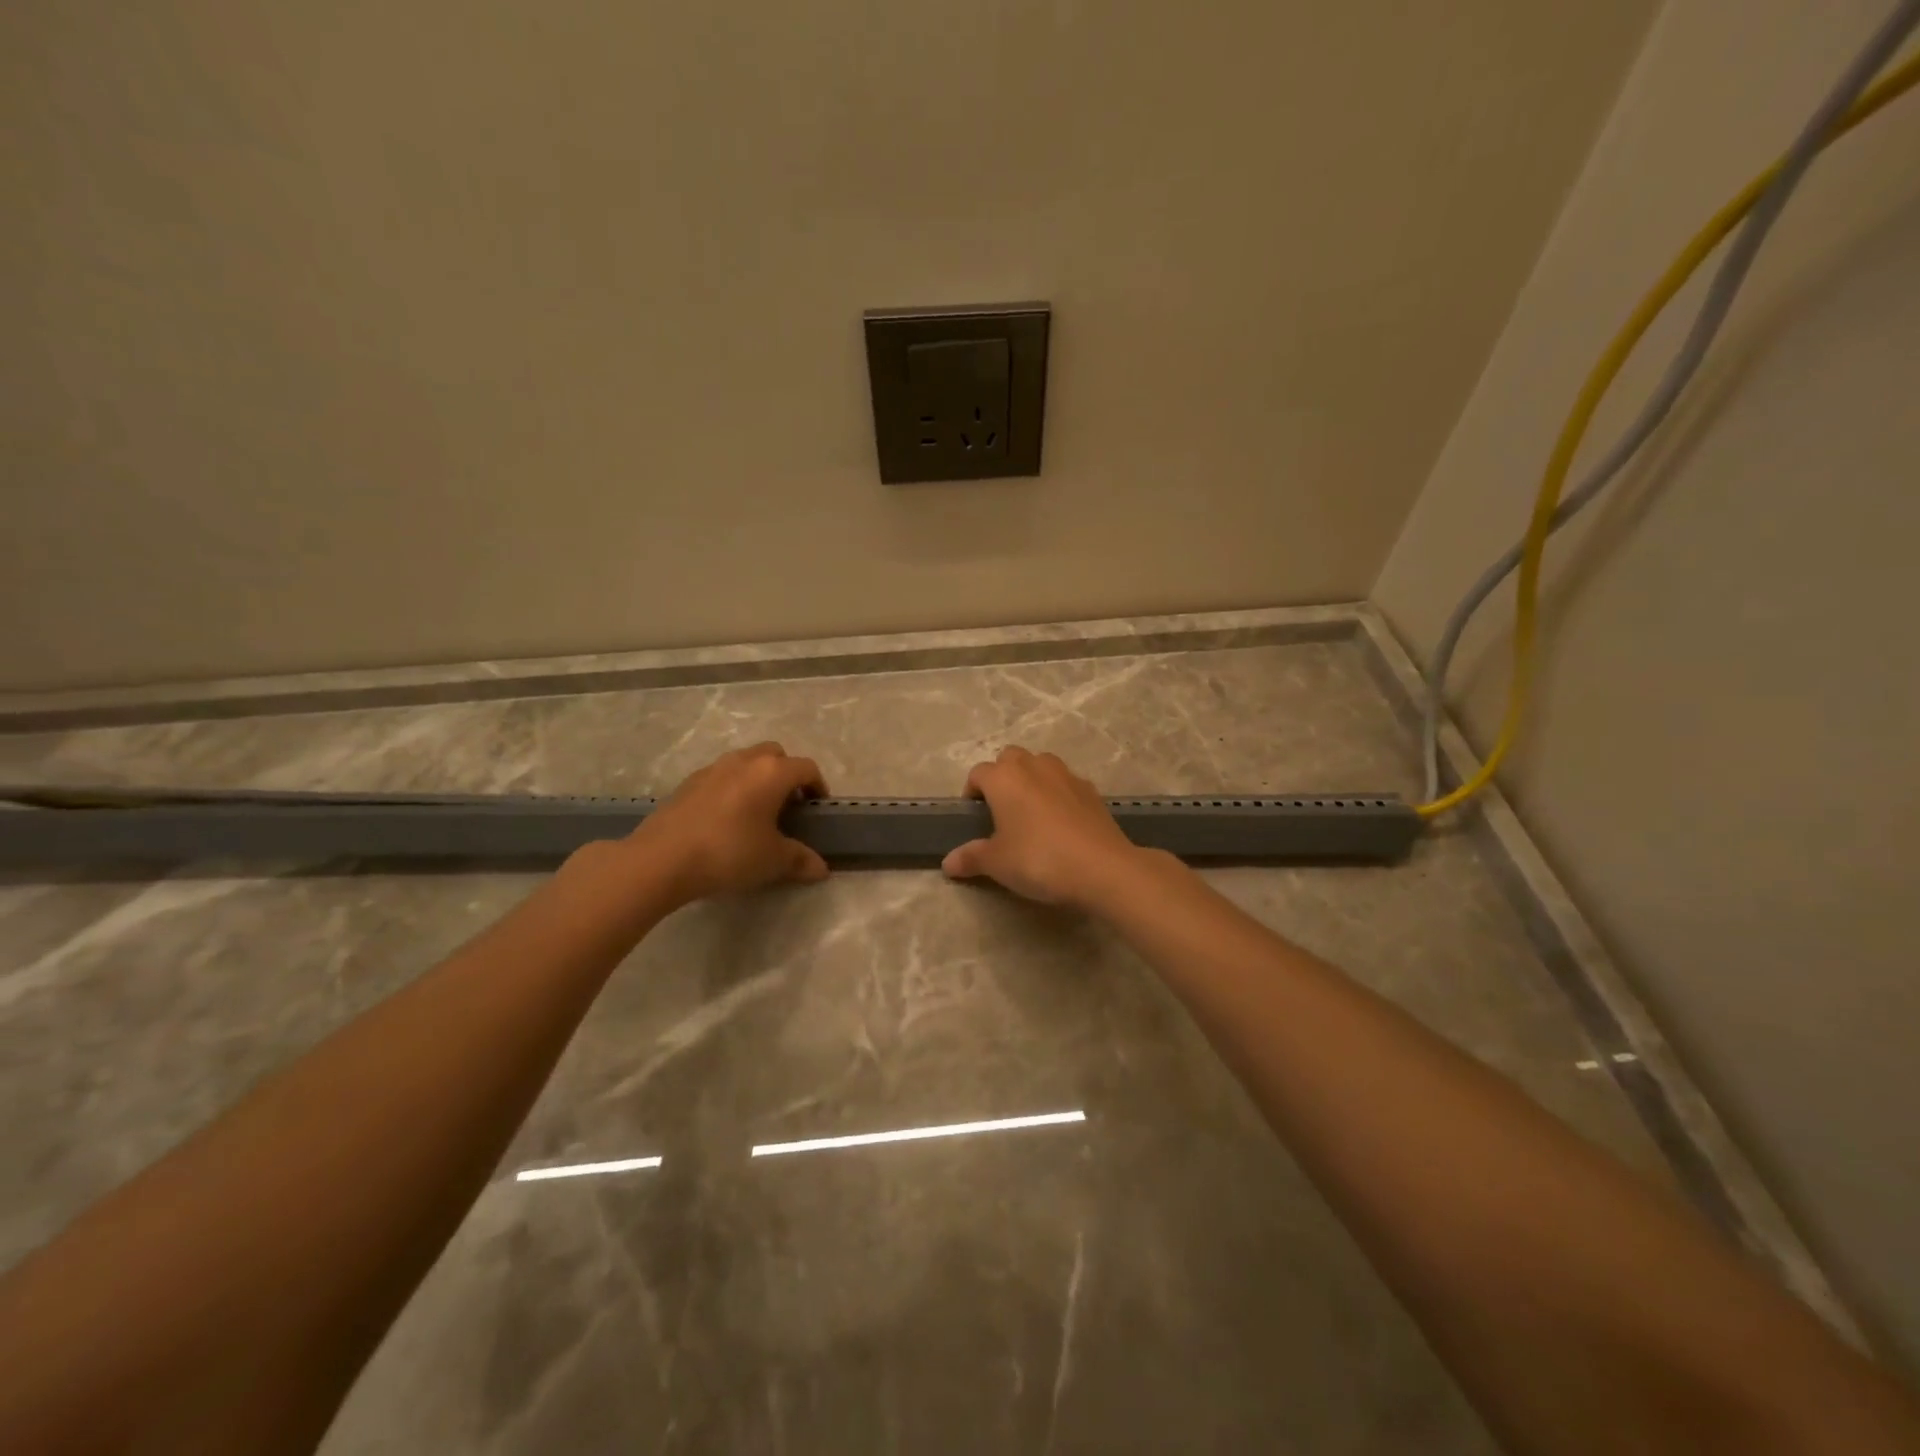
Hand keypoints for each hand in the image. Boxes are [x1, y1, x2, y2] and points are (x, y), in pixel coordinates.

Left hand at [630, 742, 829, 904]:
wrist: (662, 859)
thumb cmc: (729, 853)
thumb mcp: (772, 861)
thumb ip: (800, 860)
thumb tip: (822, 869)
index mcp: (772, 773)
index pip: (806, 768)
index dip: (817, 786)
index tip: (816, 808)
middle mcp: (744, 761)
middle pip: (775, 755)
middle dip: (786, 774)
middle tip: (787, 805)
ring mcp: (713, 768)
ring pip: (745, 762)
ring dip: (757, 778)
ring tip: (756, 811)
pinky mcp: (688, 782)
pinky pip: (721, 776)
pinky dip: (731, 788)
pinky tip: (725, 819)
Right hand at [941, 747, 1146, 909]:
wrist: (1101, 867)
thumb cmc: (1038, 859)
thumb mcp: (997, 863)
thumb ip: (971, 858)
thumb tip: (948, 863)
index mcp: (1004, 778)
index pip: (978, 773)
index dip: (972, 793)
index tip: (974, 818)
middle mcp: (1033, 766)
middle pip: (1010, 758)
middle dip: (1002, 777)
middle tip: (1001, 811)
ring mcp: (1066, 774)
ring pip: (1040, 765)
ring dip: (1032, 780)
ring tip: (1031, 813)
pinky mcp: (1091, 790)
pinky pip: (1065, 783)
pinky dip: (1058, 794)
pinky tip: (1061, 823)